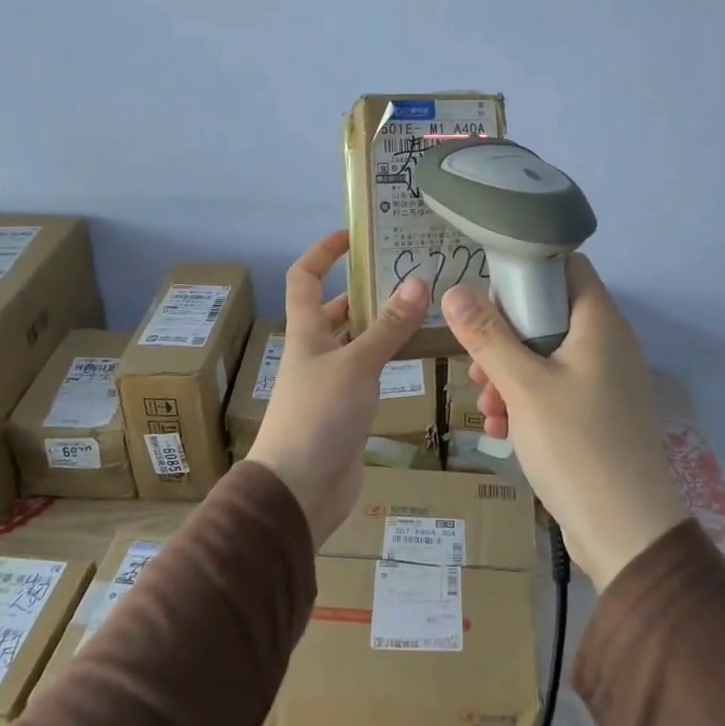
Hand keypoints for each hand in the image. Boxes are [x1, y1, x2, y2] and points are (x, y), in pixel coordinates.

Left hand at [248, 229, 430, 542]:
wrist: (299, 490)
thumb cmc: (319, 417)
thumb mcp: (356, 365)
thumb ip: (389, 326)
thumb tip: (419, 281)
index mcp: (307, 331)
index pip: (306, 277)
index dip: (323, 252)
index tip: (353, 234)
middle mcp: (316, 350)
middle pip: (337, 308)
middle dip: (366, 288)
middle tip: (410, 273)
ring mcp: (332, 380)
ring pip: (358, 340)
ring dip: (384, 323)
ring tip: (425, 307)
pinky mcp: (348, 408)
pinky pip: (370, 370)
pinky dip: (390, 357)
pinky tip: (418, 353)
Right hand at [442, 255, 688, 587]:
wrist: (628, 534)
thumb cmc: (577, 445)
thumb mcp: (523, 386)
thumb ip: (488, 336)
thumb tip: (454, 290)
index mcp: (600, 323)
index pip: (566, 267)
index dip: (525, 271)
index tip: (487, 297)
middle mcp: (608, 344)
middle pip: (549, 314)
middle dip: (505, 337)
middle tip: (478, 365)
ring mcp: (606, 382)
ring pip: (547, 357)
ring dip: (510, 375)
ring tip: (485, 406)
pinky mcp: (599, 416)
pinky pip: (556, 391)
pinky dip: (527, 402)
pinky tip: (501, 430)